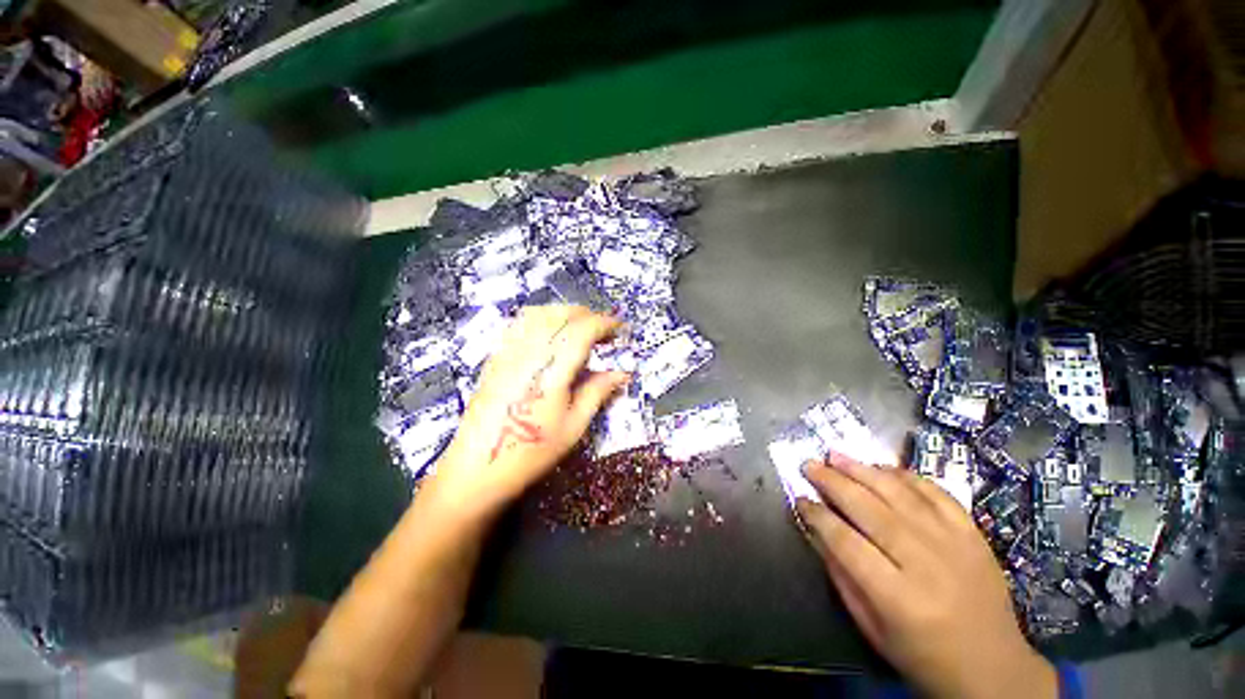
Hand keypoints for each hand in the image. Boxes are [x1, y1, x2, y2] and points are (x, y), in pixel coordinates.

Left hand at [428, 305, 628, 519]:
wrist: (478, 468)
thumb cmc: (531, 452)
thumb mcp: (574, 426)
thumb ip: (598, 392)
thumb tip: (622, 373)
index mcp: (552, 370)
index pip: (583, 330)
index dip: (606, 324)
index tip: (621, 329)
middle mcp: (529, 352)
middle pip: (561, 315)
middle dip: (588, 316)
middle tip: (605, 332)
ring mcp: (508, 351)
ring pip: (539, 313)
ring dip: (565, 314)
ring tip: (581, 329)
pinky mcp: (496, 356)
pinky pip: (520, 323)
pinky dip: (542, 319)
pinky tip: (550, 335)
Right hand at [796, 454, 1056, 698]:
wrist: (994, 668)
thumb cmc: (924, 656)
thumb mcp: (872, 628)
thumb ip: (842, 576)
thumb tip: (817, 531)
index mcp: (898, 596)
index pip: (846, 542)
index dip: (818, 516)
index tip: (800, 499)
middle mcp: (925, 563)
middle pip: (870, 509)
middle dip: (833, 482)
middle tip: (810, 464)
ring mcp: (954, 543)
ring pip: (900, 494)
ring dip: (863, 470)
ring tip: (836, 455)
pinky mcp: (973, 534)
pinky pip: (936, 493)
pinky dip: (906, 475)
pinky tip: (882, 468)